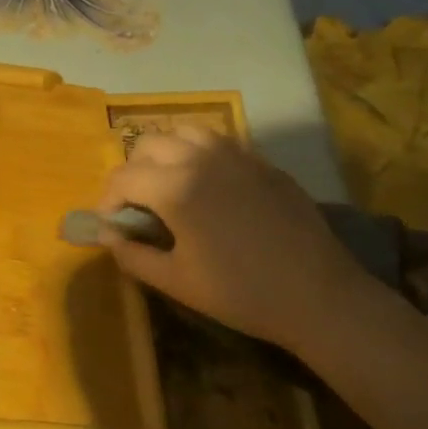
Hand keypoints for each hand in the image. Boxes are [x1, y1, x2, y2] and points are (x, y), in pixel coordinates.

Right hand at [96, 128, 374, 350]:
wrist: (320, 296)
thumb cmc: (241, 293)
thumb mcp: (177, 282)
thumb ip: (133, 255)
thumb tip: (109, 235)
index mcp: (175, 187)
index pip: (123, 177)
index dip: (107, 200)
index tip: (111, 224)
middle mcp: (201, 158)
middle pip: (148, 144)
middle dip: (133, 171)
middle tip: (138, 205)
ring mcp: (236, 155)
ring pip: (184, 132)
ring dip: (166, 153)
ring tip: (170, 184)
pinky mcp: (263, 162)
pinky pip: (219, 142)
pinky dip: (199, 154)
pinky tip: (209, 186)